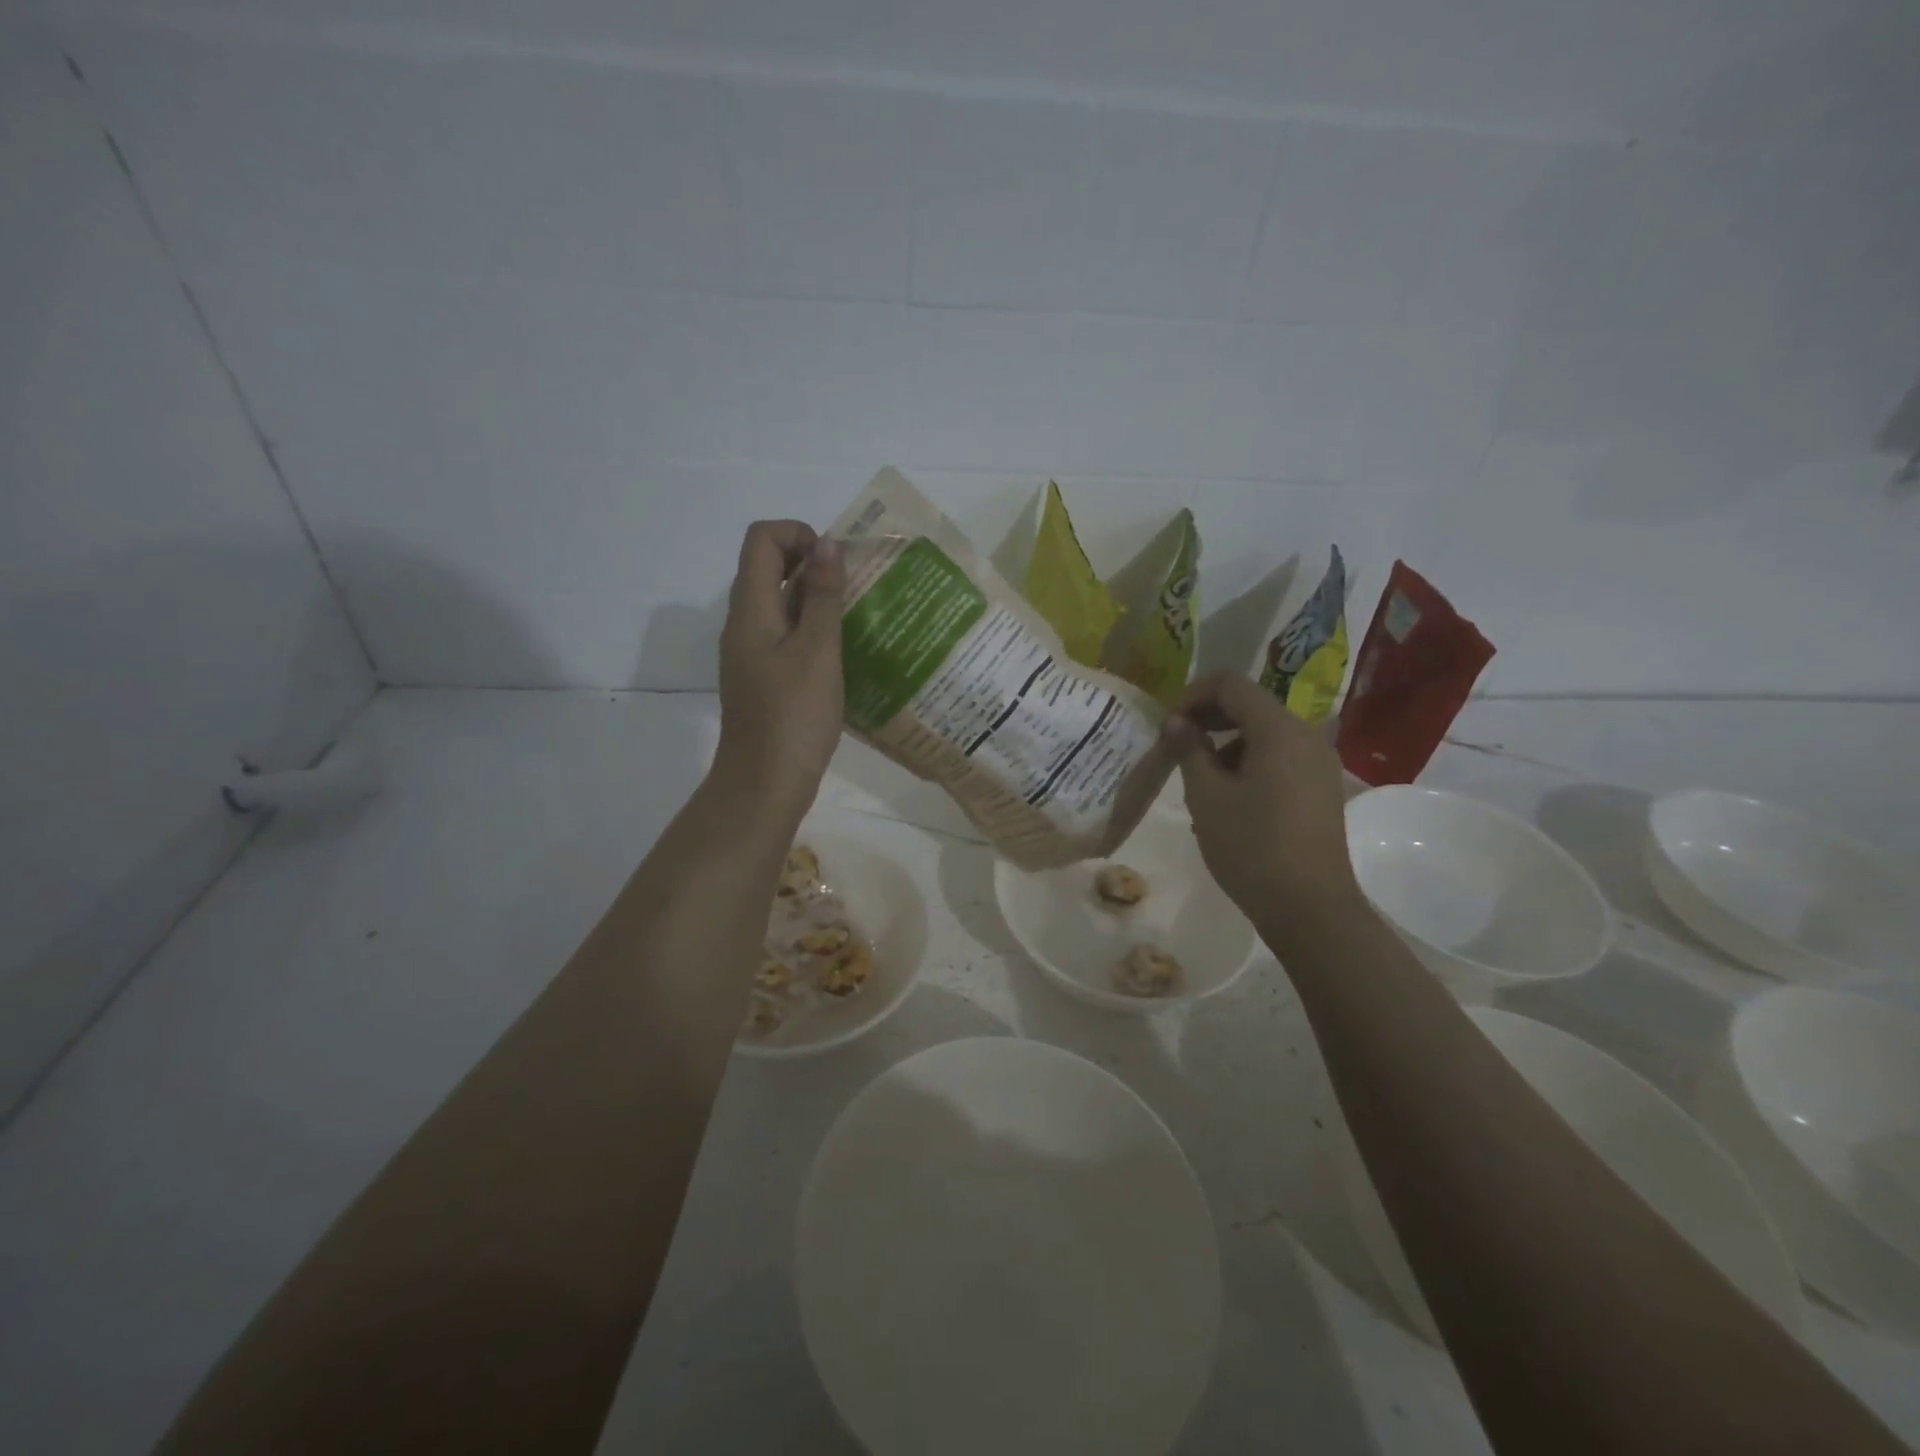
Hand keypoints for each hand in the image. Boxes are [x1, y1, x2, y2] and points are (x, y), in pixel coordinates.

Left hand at [712, 520, 845, 821]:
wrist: (764, 784)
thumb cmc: (794, 716)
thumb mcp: (818, 651)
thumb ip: (823, 596)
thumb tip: (826, 544)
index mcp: (750, 610)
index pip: (761, 539)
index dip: (798, 534)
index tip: (835, 562)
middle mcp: (743, 623)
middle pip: (767, 566)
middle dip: (811, 563)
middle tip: (853, 586)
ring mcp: (751, 652)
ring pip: (779, 602)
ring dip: (814, 597)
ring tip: (855, 614)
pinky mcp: (763, 676)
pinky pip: (784, 633)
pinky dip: (811, 627)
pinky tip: (842, 650)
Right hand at [1161, 671, 1359, 918]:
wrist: (1309, 907)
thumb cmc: (1251, 847)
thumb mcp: (1206, 796)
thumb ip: (1189, 749)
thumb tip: (1177, 722)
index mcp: (1279, 729)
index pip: (1230, 684)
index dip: (1192, 695)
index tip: (1167, 725)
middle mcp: (1306, 735)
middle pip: (1250, 704)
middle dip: (1208, 717)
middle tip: (1176, 746)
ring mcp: (1319, 761)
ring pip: (1263, 732)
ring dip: (1226, 743)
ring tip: (1198, 780)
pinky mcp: (1321, 786)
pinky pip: (1279, 757)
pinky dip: (1248, 762)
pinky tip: (1227, 798)